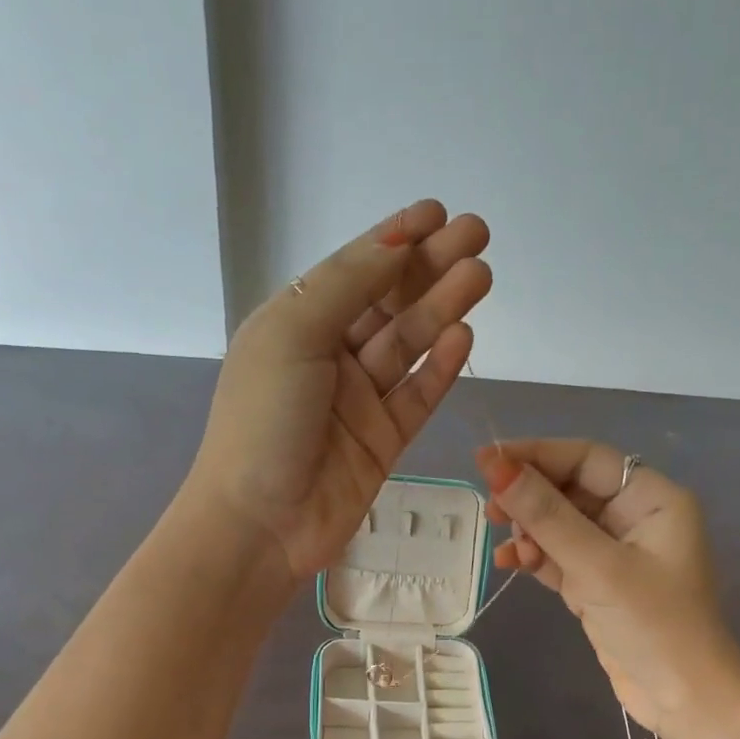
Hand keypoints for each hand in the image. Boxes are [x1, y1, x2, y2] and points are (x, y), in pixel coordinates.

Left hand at [189, 201, 491, 582]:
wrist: (259, 525)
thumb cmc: (263, 421)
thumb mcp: (294, 335)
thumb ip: (348, 285)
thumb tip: (396, 238)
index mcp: (295, 325)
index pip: (353, 271)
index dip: (395, 240)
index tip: (438, 213)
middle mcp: (328, 357)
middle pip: (388, 303)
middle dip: (430, 267)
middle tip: (478, 236)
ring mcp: (359, 401)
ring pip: (408, 345)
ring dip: (442, 309)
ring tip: (480, 276)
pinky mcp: (384, 441)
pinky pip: (417, 395)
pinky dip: (439, 366)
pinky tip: (463, 334)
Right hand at [475, 440, 739, 738]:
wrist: (685, 704)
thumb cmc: (654, 626)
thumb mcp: (597, 567)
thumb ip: (545, 515)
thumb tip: (495, 466)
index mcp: (653, 499)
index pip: (586, 459)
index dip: (536, 454)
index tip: (487, 460)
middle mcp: (635, 518)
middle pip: (569, 488)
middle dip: (529, 496)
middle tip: (490, 508)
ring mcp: (615, 552)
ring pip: (559, 522)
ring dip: (528, 529)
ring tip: (503, 543)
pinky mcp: (598, 583)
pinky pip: (558, 555)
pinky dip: (534, 556)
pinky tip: (510, 563)